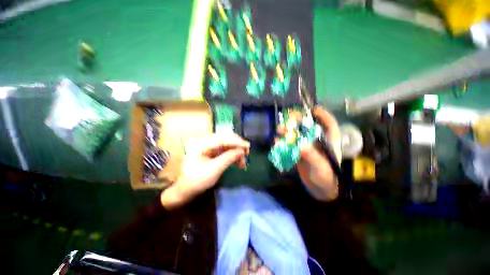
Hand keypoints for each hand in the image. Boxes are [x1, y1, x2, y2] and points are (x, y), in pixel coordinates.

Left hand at [161, 133, 249, 208]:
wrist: (185, 190)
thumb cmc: (196, 181)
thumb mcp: (214, 170)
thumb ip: (228, 158)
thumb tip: (242, 151)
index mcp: (201, 144)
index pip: (222, 139)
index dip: (236, 142)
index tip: (247, 146)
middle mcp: (205, 142)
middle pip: (226, 139)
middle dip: (237, 146)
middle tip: (247, 154)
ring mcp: (208, 146)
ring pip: (227, 145)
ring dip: (236, 152)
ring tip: (243, 163)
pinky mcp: (212, 152)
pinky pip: (225, 150)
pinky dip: (232, 156)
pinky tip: (238, 163)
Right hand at [278, 107, 340, 200]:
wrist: (319, 189)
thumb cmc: (326, 177)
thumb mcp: (321, 166)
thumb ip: (312, 155)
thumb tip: (300, 144)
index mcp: (329, 141)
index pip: (329, 124)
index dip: (322, 115)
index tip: (313, 109)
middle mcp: (317, 141)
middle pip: (308, 127)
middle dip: (299, 122)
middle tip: (289, 118)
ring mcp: (306, 146)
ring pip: (297, 135)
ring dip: (288, 132)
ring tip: (279, 129)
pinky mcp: (298, 152)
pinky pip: (290, 145)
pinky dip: (283, 142)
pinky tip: (276, 141)